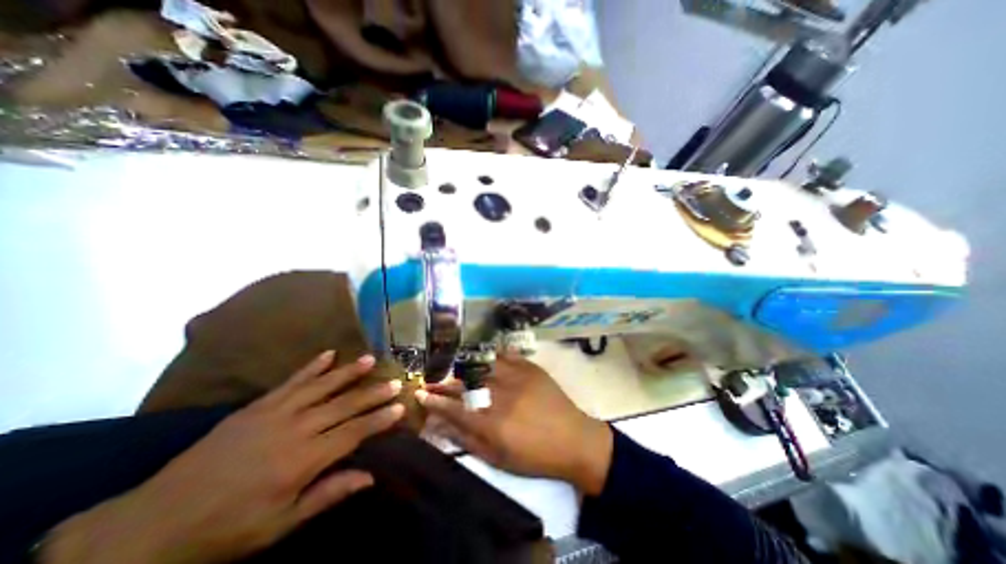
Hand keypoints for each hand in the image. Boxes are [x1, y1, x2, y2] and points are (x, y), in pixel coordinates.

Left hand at [43, 354, 403, 562]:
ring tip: (370, 359)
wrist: (151, 525)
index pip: (354, 433)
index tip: (400, 407)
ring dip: (349, 372)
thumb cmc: (225, 530)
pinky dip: (312, 366)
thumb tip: (369, 478)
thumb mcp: (278, 526)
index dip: (379, 420)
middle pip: (344, 405)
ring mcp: (276, 412)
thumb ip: (327, 495)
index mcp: (303, 460)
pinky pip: (291, 381)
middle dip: (373, 393)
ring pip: (322, 386)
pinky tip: (329, 354)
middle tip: (395, 381)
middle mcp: (296, 429)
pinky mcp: (257, 405)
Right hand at [415, 354, 612, 495]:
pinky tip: (482, 355)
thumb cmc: (534, 456)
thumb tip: (440, 426)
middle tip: (431, 380)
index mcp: (492, 423)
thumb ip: (467, 440)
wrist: (574, 439)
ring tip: (451, 366)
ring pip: (482, 365)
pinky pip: (506, 354)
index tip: (419, 394)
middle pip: (464, 384)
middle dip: (443, 382)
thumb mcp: (498, 458)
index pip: (453, 408)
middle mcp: (501, 395)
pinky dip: (491, 354)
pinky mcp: (530, 367)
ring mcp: (517, 377)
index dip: (433, 401)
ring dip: (463, 365)